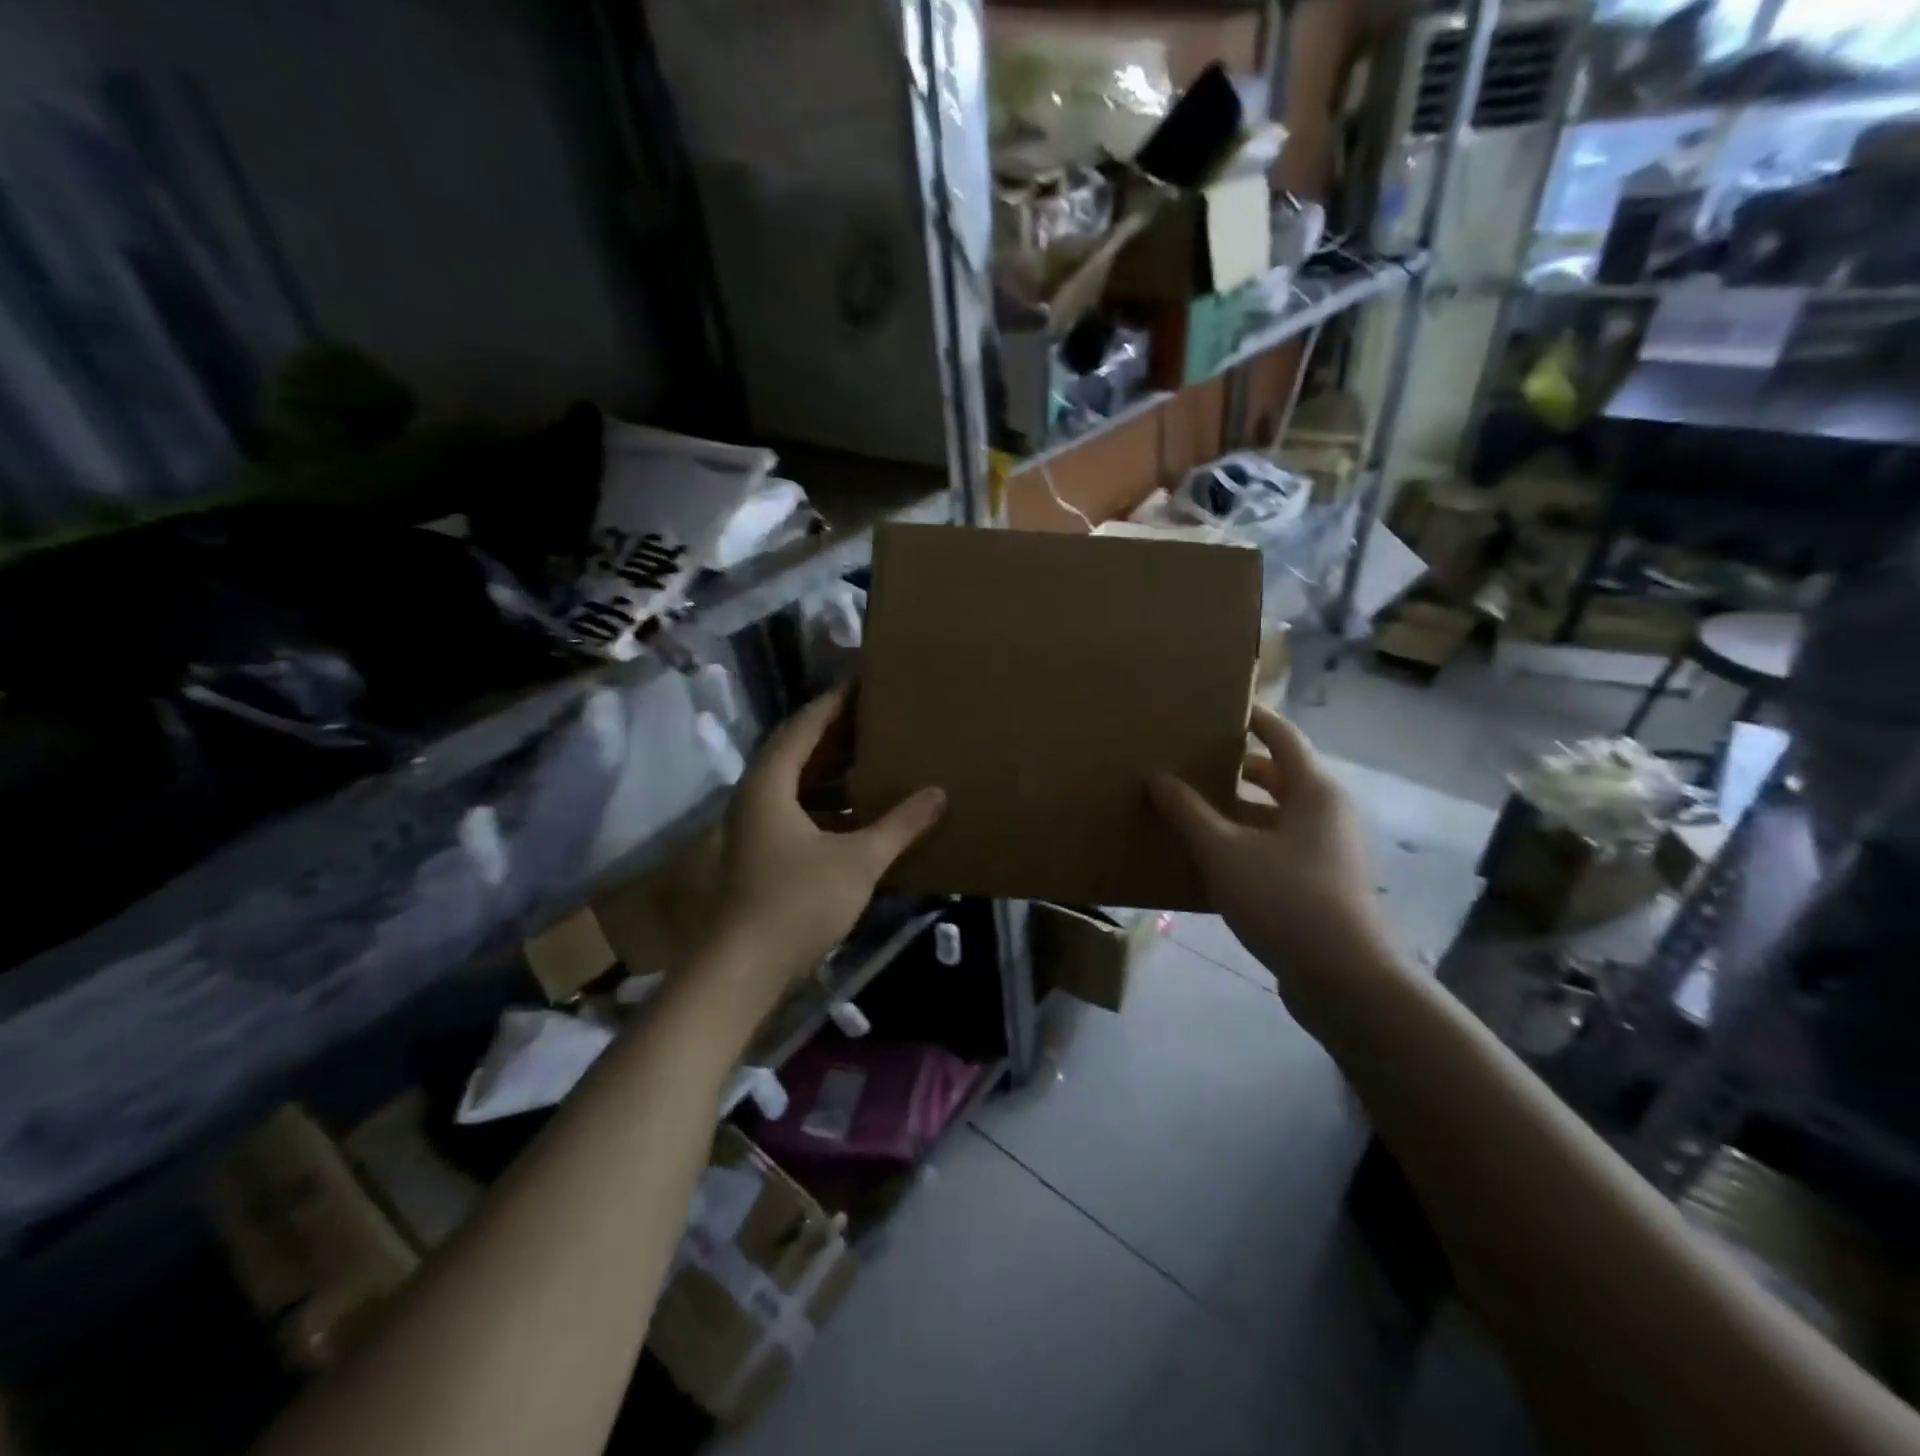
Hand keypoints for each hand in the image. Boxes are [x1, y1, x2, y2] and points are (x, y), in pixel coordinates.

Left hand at [713, 687, 945, 985]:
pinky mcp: (763, 855)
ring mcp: (756, 828)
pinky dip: (828, 802)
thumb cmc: (797, 903)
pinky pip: (798, 810)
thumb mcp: (858, 860)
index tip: (864, 681)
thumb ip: (900, 825)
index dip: (835, 702)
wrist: (743, 970)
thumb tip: (938, 793)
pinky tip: (861, 811)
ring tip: (874, 755)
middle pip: (797, 751)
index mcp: (770, 784)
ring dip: (832, 769)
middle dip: (836, 733)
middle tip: (877, 715)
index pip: (804, 726)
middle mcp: (756, 797)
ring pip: (796, 784)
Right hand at [1150, 705, 1399, 1037]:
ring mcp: (1325, 850)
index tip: (1217, 706)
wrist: (1344, 979)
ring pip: (1275, 814)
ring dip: (1237, 808)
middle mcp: (1326, 812)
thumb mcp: (1224, 852)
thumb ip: (1188, 812)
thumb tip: (1157, 776)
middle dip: (1236, 766)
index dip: (1251, 717)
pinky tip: (1209, 855)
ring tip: (1190, 805)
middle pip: (1278, 774)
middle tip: (1191, 758)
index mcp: (1314, 791)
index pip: (1281, 736)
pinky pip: (1276, 845)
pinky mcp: (1319, 883)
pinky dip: (1246, 840)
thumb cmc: (1286, 900)